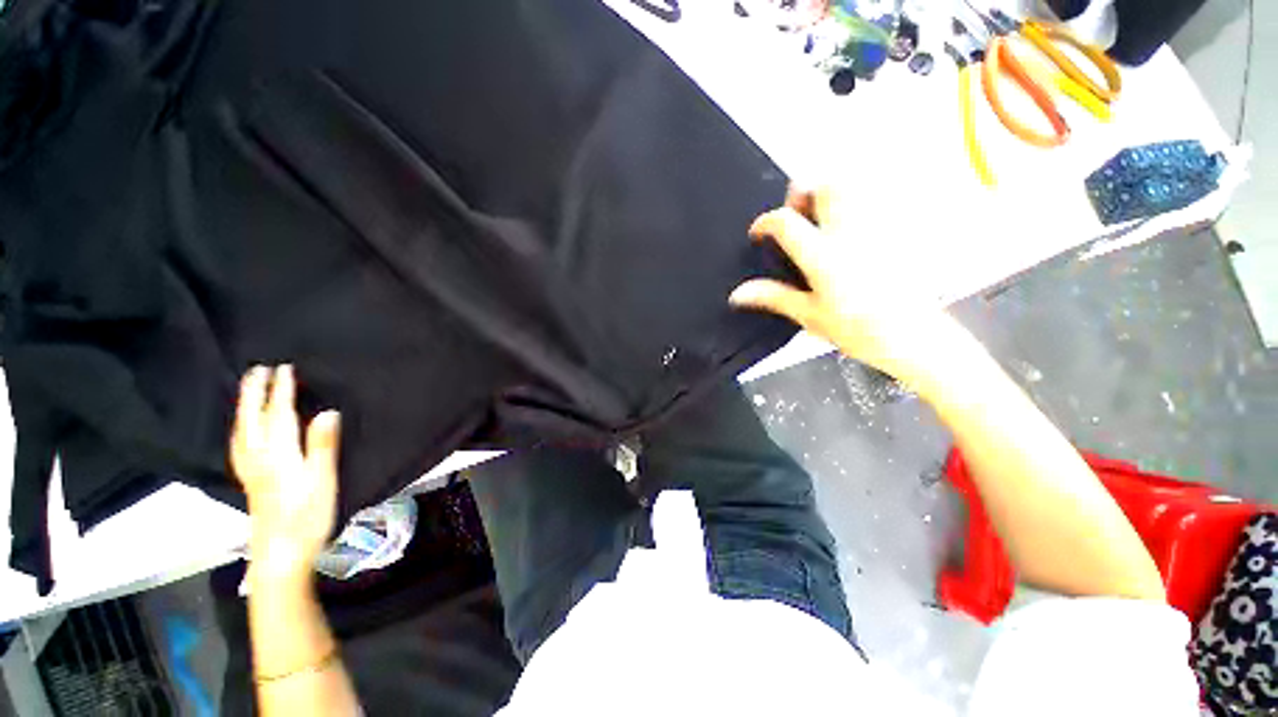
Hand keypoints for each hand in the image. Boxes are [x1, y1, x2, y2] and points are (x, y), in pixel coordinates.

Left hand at [231, 365, 340, 581]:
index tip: (285, 367)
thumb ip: (322, 446)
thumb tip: (327, 412)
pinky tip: (242, 428)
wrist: (279, 555)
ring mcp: (250, 470)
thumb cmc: (307, 517)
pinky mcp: (249, 480)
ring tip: (248, 390)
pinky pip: (239, 443)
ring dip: (244, 406)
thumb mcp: (322, 482)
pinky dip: (240, 427)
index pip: (279, 415)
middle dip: (254, 392)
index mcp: (278, 455)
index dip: (281, 390)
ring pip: (241, 430)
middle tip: (258, 369)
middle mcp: (258, 458)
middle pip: (252, 419)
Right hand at [729, 186, 961, 390]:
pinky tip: (848, 229)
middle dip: (803, 193)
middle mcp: (850, 233)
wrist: (914, 337)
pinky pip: (874, 200)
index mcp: (823, 256)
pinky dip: (854, 204)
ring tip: (819, 220)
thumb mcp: (809, 316)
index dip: (765, 223)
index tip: (759, 233)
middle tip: (795, 218)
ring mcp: (877, 227)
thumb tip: (738, 294)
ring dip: (829, 193)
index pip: (786, 222)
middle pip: (824, 185)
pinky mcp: (896, 231)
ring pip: (853, 185)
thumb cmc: (858, 330)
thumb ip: (773, 297)